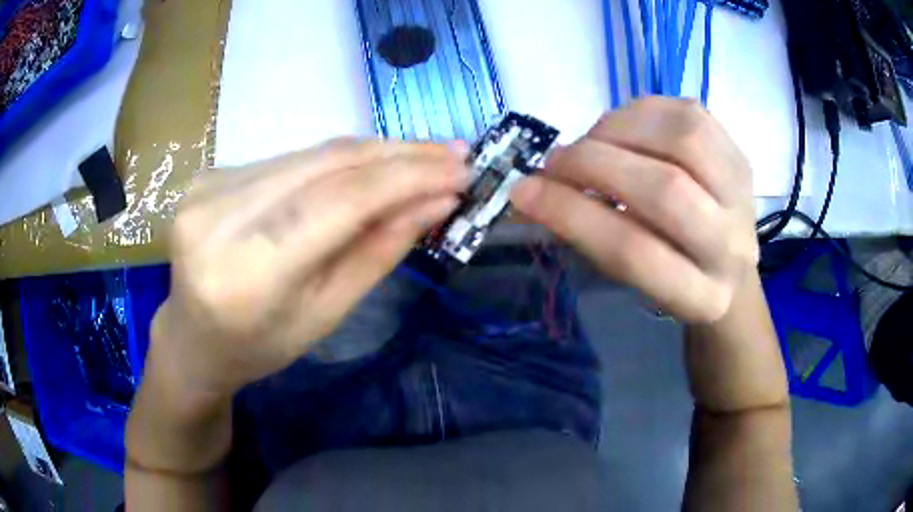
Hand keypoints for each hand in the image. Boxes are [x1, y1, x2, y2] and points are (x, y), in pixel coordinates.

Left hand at [151, 139, 468, 396]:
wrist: (193, 337)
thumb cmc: (260, 345)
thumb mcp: (326, 314)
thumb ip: (379, 252)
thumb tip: (438, 201)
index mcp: (246, 274)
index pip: (338, 202)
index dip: (407, 177)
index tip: (461, 168)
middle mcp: (218, 218)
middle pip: (324, 165)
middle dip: (399, 154)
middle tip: (453, 153)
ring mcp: (207, 188)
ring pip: (309, 154)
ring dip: (373, 152)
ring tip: (424, 157)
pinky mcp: (208, 174)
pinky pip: (288, 159)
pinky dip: (335, 160)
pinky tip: (369, 166)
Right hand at [511, 98, 757, 323]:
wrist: (727, 263)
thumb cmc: (669, 273)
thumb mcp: (631, 277)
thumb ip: (592, 235)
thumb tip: (536, 189)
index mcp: (700, 298)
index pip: (634, 253)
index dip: (573, 216)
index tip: (524, 192)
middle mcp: (732, 248)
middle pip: (665, 191)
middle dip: (595, 165)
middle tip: (555, 162)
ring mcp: (743, 195)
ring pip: (683, 140)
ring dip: (622, 130)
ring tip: (593, 142)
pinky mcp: (740, 155)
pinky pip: (690, 113)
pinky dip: (644, 111)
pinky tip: (625, 126)